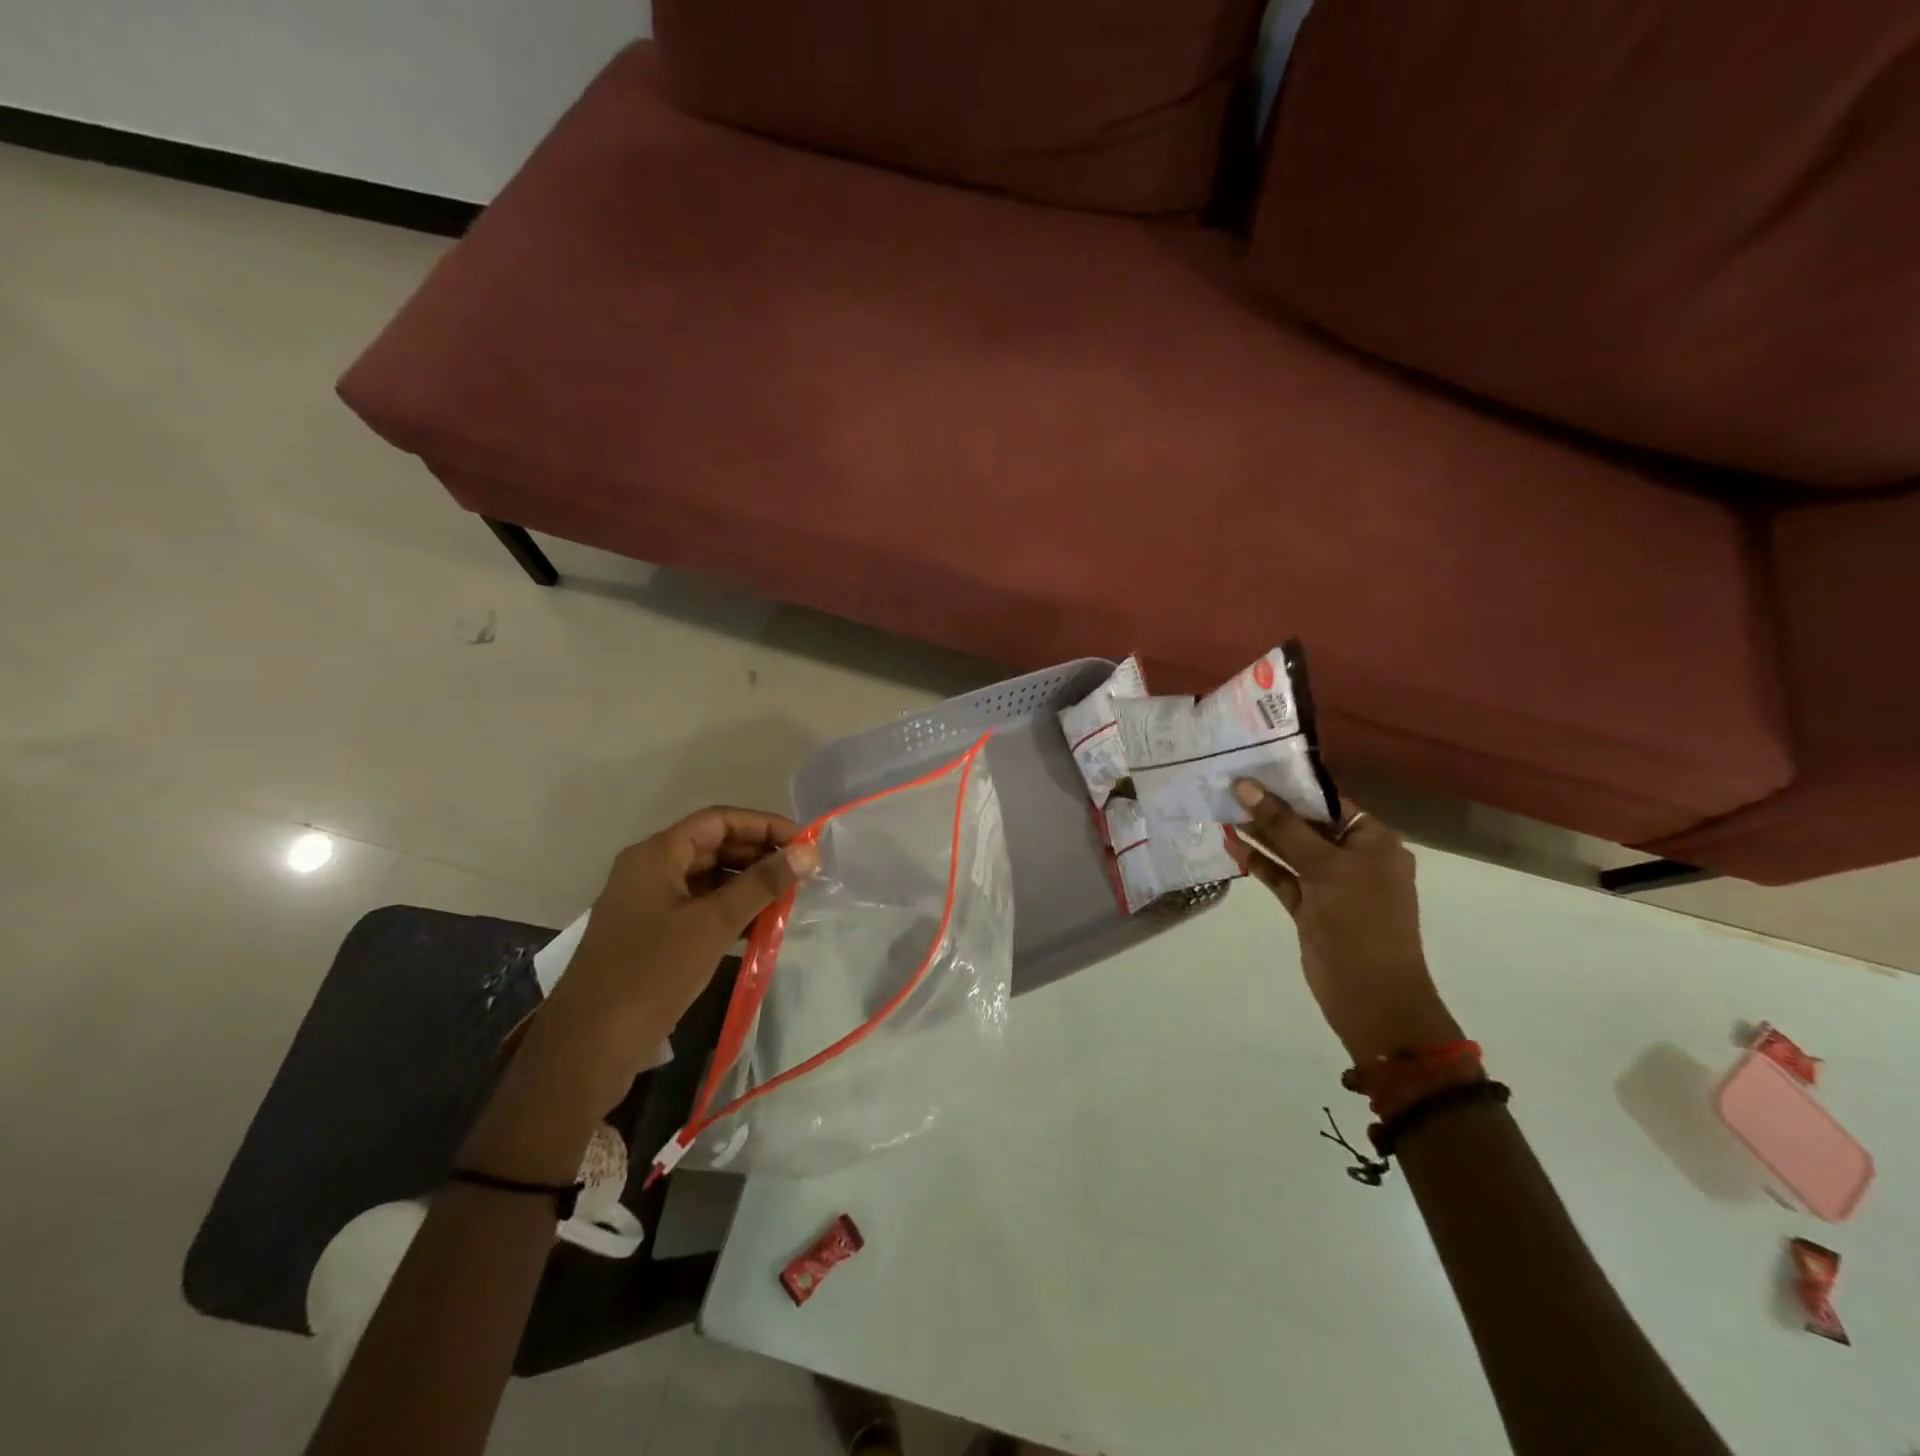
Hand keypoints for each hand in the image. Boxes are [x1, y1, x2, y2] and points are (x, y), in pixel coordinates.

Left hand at [517, 807, 817, 1121]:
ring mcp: (647, 904)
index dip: (764, 826)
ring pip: (707, 879)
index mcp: (656, 854)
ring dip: (747, 885)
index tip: (804, 844)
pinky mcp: (649, 936)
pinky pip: (697, 909)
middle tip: (801, 873)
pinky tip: (759, 929)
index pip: (719, 820)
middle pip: (713, 846)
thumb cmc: (651, 973)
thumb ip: (762, 883)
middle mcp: (649, 870)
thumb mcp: (713, 924)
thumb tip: (809, 851)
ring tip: (788, 900)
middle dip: (759, 855)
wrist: (586, 1049)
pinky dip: (729, 912)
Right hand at [1227, 781, 1460, 1062]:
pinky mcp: (1310, 907)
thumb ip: (1282, 824)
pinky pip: (1282, 876)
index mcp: (1374, 841)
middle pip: (1307, 824)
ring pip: (1291, 851)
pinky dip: (1259, 862)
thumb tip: (1245, 785)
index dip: (1292, 784)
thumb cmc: (1359, 920)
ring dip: (1260, 834)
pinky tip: (1232, 845)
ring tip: (1222, 810)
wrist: (1371, 995)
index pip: (1330, 802)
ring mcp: (1330, 884)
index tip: (1254, 767)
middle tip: (1229, 785)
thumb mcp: (1324, 866)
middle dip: (1271, 808)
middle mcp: (1354, 858)